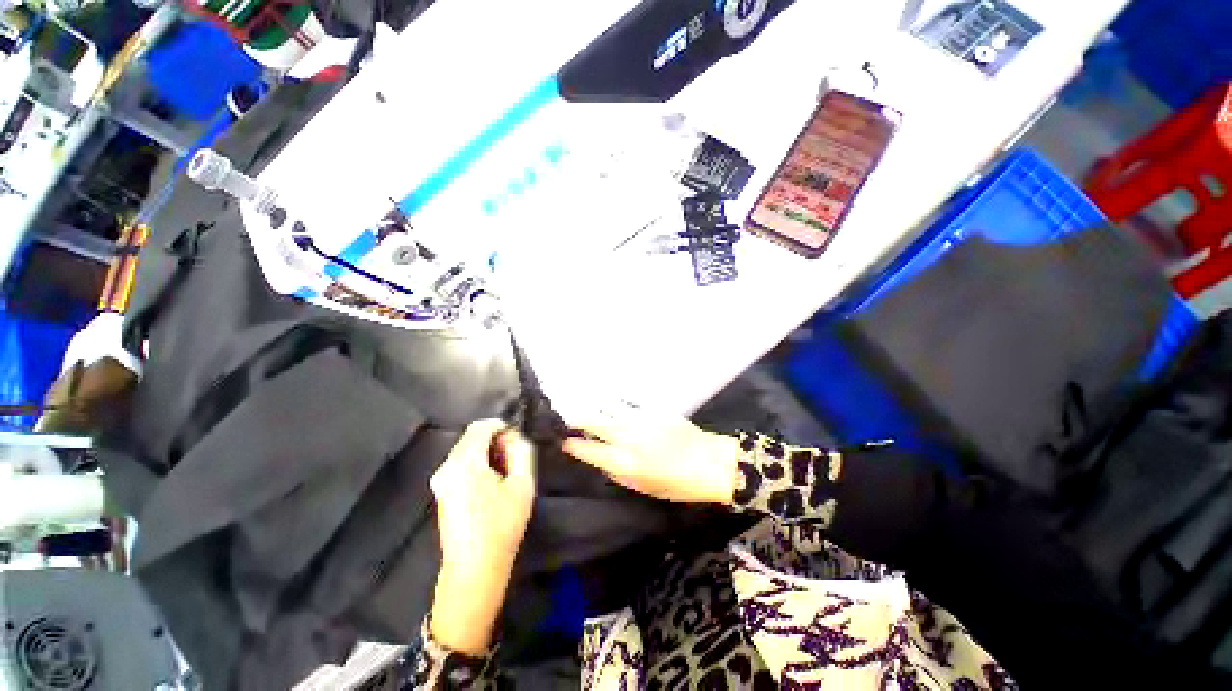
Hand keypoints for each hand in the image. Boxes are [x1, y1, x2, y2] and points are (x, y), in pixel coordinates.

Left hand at [429, 420, 535, 654]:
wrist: (474, 568)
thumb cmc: (502, 525)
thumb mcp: (523, 483)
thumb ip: (521, 451)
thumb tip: (514, 437)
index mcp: (464, 461)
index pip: (481, 426)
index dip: (502, 427)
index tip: (518, 442)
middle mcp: (446, 466)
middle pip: (472, 437)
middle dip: (495, 441)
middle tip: (515, 459)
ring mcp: (440, 480)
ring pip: (467, 450)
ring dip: (488, 453)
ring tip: (507, 473)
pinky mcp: (441, 491)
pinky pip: (461, 465)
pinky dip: (478, 464)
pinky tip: (492, 484)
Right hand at [562, 405, 739, 503]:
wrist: (710, 462)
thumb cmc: (677, 484)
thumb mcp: (643, 488)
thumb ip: (618, 473)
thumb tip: (601, 460)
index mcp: (624, 462)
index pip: (587, 449)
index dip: (571, 444)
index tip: (562, 441)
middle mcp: (627, 436)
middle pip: (592, 421)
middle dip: (575, 419)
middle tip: (565, 418)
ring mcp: (639, 418)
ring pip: (607, 406)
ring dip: (593, 407)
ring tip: (583, 406)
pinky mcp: (652, 407)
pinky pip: (626, 403)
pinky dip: (614, 404)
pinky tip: (609, 404)